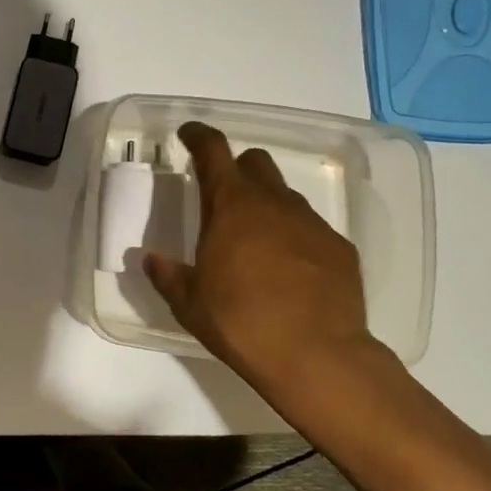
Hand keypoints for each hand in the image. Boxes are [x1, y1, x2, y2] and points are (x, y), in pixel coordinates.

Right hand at [143, 122, 381, 396]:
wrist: (318, 356)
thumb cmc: (241, 323)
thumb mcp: (190, 303)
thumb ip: (168, 275)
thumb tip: (152, 259)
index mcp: (231, 206)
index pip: (213, 150)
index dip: (198, 136)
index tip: (188, 134)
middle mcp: (273, 203)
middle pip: (255, 163)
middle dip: (237, 169)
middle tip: (221, 196)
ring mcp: (311, 223)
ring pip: (285, 196)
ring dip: (266, 205)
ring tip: (255, 241)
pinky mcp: (339, 248)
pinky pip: (310, 228)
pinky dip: (294, 236)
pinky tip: (289, 270)